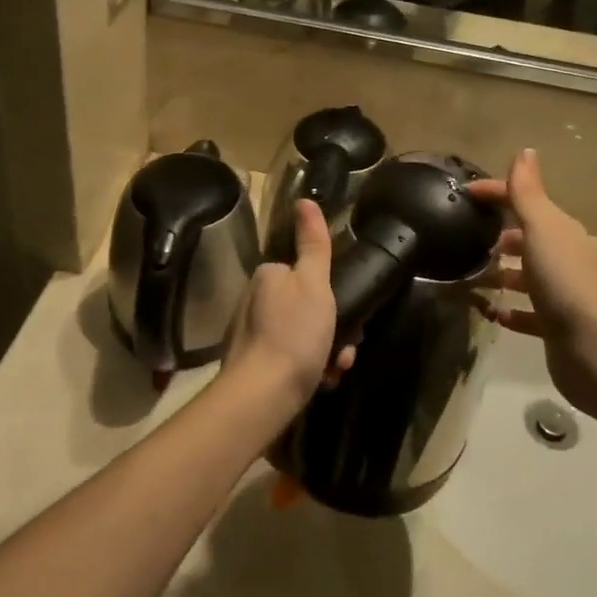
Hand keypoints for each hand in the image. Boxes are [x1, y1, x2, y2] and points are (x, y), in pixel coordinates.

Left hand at [220, 199, 354, 420]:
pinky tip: (319, 383)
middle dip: (331, 329)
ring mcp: (250, 335)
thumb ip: (313, 244)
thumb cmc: (294, 333)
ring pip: (301, 337)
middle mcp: (253, 301)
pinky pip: (289, 361)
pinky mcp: (251, 366)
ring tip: (333, 372)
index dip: (330, 295)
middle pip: (305, 308)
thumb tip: (304, 200)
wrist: (262, 395)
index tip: (347, 315)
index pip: (305, 275)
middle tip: (343, 350)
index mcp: (267, 277)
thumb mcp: (313, 283)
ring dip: (324, 352)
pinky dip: (308, 370)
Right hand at [468, 150, 596, 420]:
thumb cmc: (562, 280)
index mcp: (559, 230)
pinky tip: (488, 312)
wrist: (593, 347)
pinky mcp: (553, 325)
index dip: (494, 193)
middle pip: (524, 239)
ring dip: (497, 275)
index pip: (522, 201)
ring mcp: (559, 292)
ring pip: (522, 276)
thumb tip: (525, 150)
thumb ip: (527, 192)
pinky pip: (524, 313)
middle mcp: (562, 256)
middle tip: (461, 241)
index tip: (461, 195)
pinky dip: (506, 310)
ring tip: (466, 279)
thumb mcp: (541, 228)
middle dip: (494, 237)